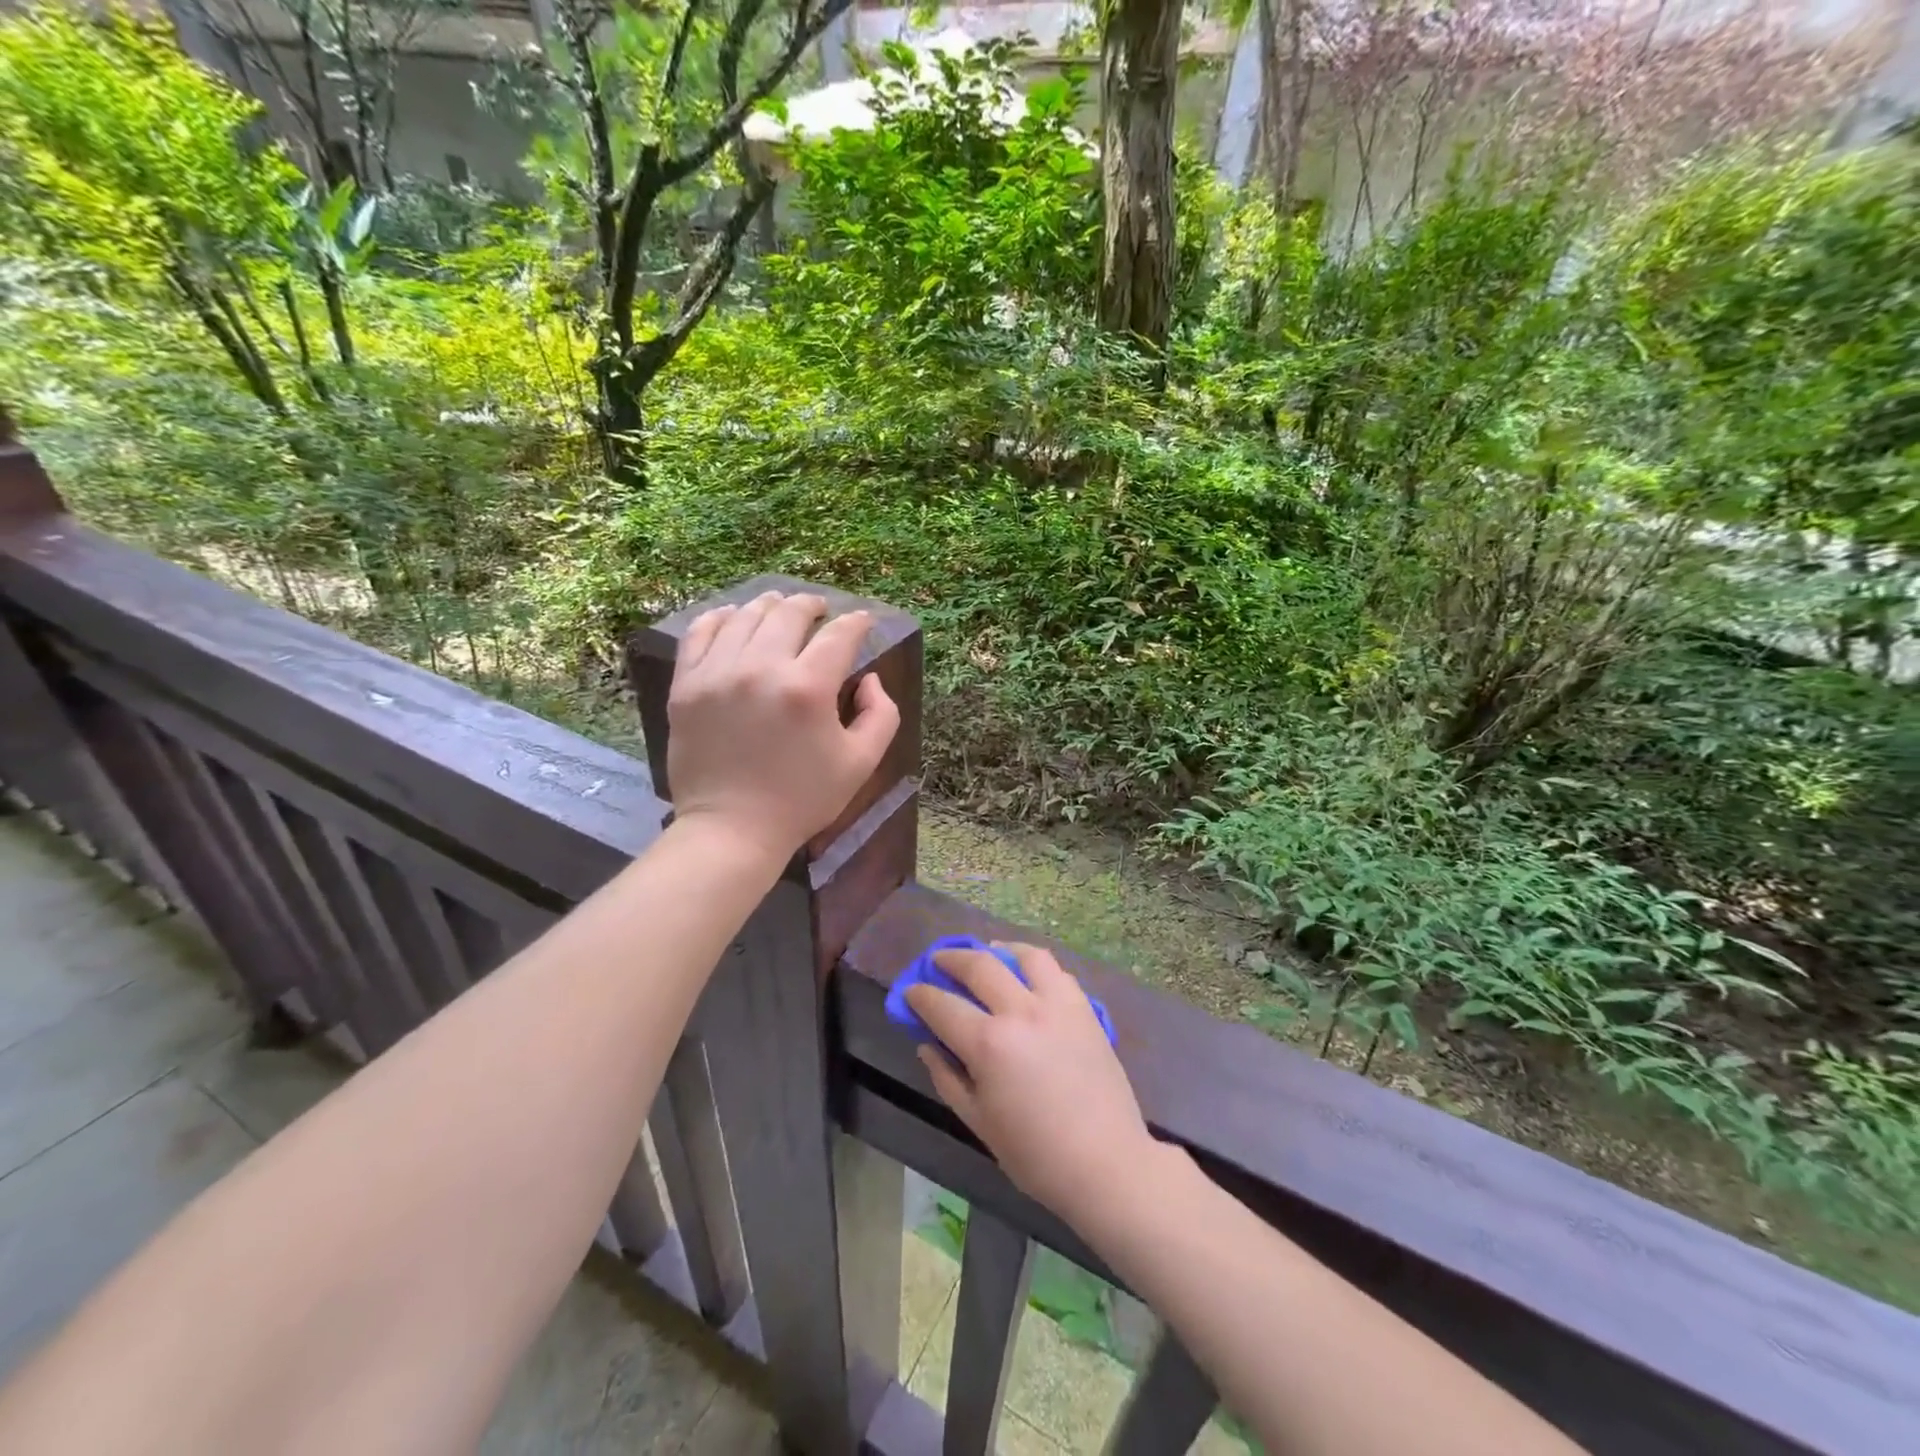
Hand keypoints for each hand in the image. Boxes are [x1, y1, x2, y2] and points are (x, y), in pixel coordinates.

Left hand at [666, 591, 899, 860]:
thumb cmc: (803, 799)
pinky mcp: (686, 685)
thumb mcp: (862, 762)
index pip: (839, 634)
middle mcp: (761, 668)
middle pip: (789, 613)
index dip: (857, 622)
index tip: (863, 621)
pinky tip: (734, 619)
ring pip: (746, 616)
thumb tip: (868, 678)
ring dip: (770, 606)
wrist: (732, 829)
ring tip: (780, 609)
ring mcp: (717, 673)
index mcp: (808, 688)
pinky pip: (701, 632)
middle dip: (812, 605)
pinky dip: (722, 618)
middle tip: (820, 610)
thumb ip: (881, 714)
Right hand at [905, 943, 1160, 1223]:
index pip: (942, 1005)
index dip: (920, 995)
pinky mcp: (1084, 1008)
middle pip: (979, 965)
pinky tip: (1026, 975)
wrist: (1106, 1163)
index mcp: (989, 1044)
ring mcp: (1057, 1005)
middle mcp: (1021, 1012)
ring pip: (1023, 956)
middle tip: (938, 961)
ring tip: (987, 954)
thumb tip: (927, 1045)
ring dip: (997, 950)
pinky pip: (1056, 971)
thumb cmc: (1035, 1154)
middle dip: (951, 959)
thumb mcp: (978, 1122)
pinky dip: (1034, 965)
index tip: (911, 992)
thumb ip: (947, 1077)